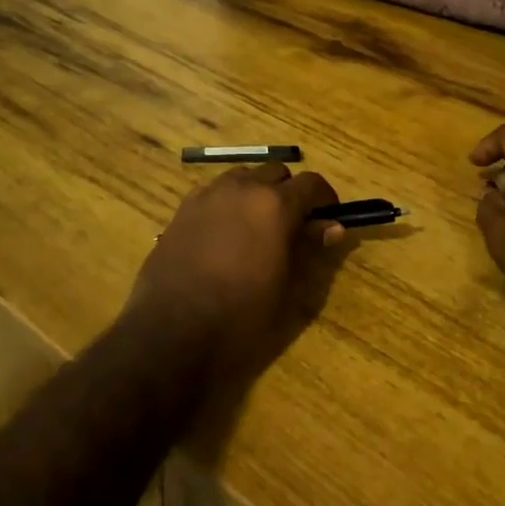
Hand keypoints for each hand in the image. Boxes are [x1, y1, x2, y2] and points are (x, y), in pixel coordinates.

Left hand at [127, 164, 342, 382]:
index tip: (328, 218)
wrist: (172, 333)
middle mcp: (242, 188)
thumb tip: (332, 227)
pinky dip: (227, 202)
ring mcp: (208, 195)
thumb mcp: (287, 288)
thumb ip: (309, 249)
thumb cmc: (241, 317)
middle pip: (276, 173)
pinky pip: (214, 192)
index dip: (325, 199)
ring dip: (256, 192)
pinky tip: (224, 233)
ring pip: (242, 177)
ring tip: (257, 227)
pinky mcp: (182, 209)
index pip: (311, 184)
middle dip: (289, 192)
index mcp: (275, 205)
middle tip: (293, 226)